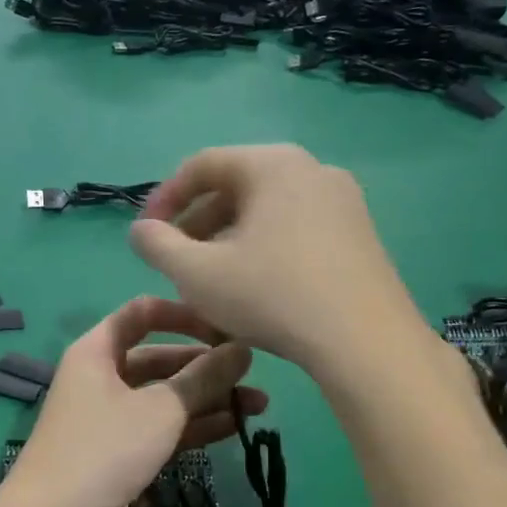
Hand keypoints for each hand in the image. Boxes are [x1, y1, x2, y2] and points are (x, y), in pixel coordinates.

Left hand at [5, 296, 265, 506]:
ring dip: (208, 399)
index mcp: (98, 350)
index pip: (143, 313)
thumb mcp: (161, 408)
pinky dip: (195, 426)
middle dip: (206, 365)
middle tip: (254, 374)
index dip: (184, 314)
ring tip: (260, 405)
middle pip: (160, 358)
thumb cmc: (105, 447)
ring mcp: (112, 416)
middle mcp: (103, 377)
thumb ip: (204, 377)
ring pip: (166, 397)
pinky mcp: (123, 451)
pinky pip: (164, 428)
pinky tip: (236, 427)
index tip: (226, 326)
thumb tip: (242, 350)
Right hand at [128, 144, 430, 377]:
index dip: (164, 198)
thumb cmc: (271, 296)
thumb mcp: (196, 274)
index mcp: (272, 165)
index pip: (202, 165)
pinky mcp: (360, 235)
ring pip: (267, 212)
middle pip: (237, 187)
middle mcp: (312, 169)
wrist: (365, 341)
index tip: (146, 235)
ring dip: (228, 240)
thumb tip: (141, 230)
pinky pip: (296, 230)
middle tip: (176, 262)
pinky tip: (254, 290)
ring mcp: (343, 202)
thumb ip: (157, 245)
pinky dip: (264, 249)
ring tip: (210, 281)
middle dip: (197, 224)